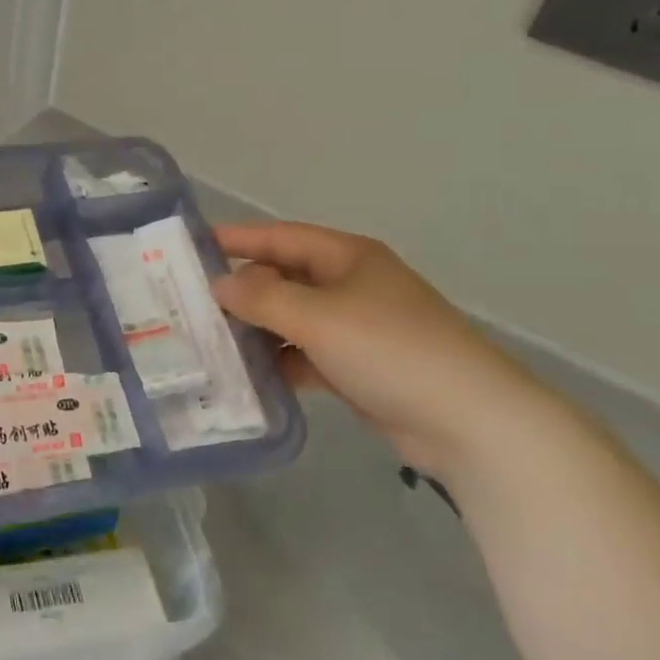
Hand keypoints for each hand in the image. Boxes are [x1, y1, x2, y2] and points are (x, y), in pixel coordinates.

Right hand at [212, 223, 560, 478]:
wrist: (470, 422)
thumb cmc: (391, 349)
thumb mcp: (318, 317)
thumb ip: (262, 298)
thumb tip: (219, 285)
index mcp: (346, 257)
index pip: (278, 237)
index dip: (235, 238)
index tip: (189, 245)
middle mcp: (349, 285)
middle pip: (282, 278)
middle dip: (240, 290)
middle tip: (188, 302)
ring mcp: (355, 327)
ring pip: (291, 319)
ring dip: (256, 330)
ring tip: (207, 341)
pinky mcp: (357, 367)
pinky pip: (305, 354)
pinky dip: (279, 362)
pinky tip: (247, 376)